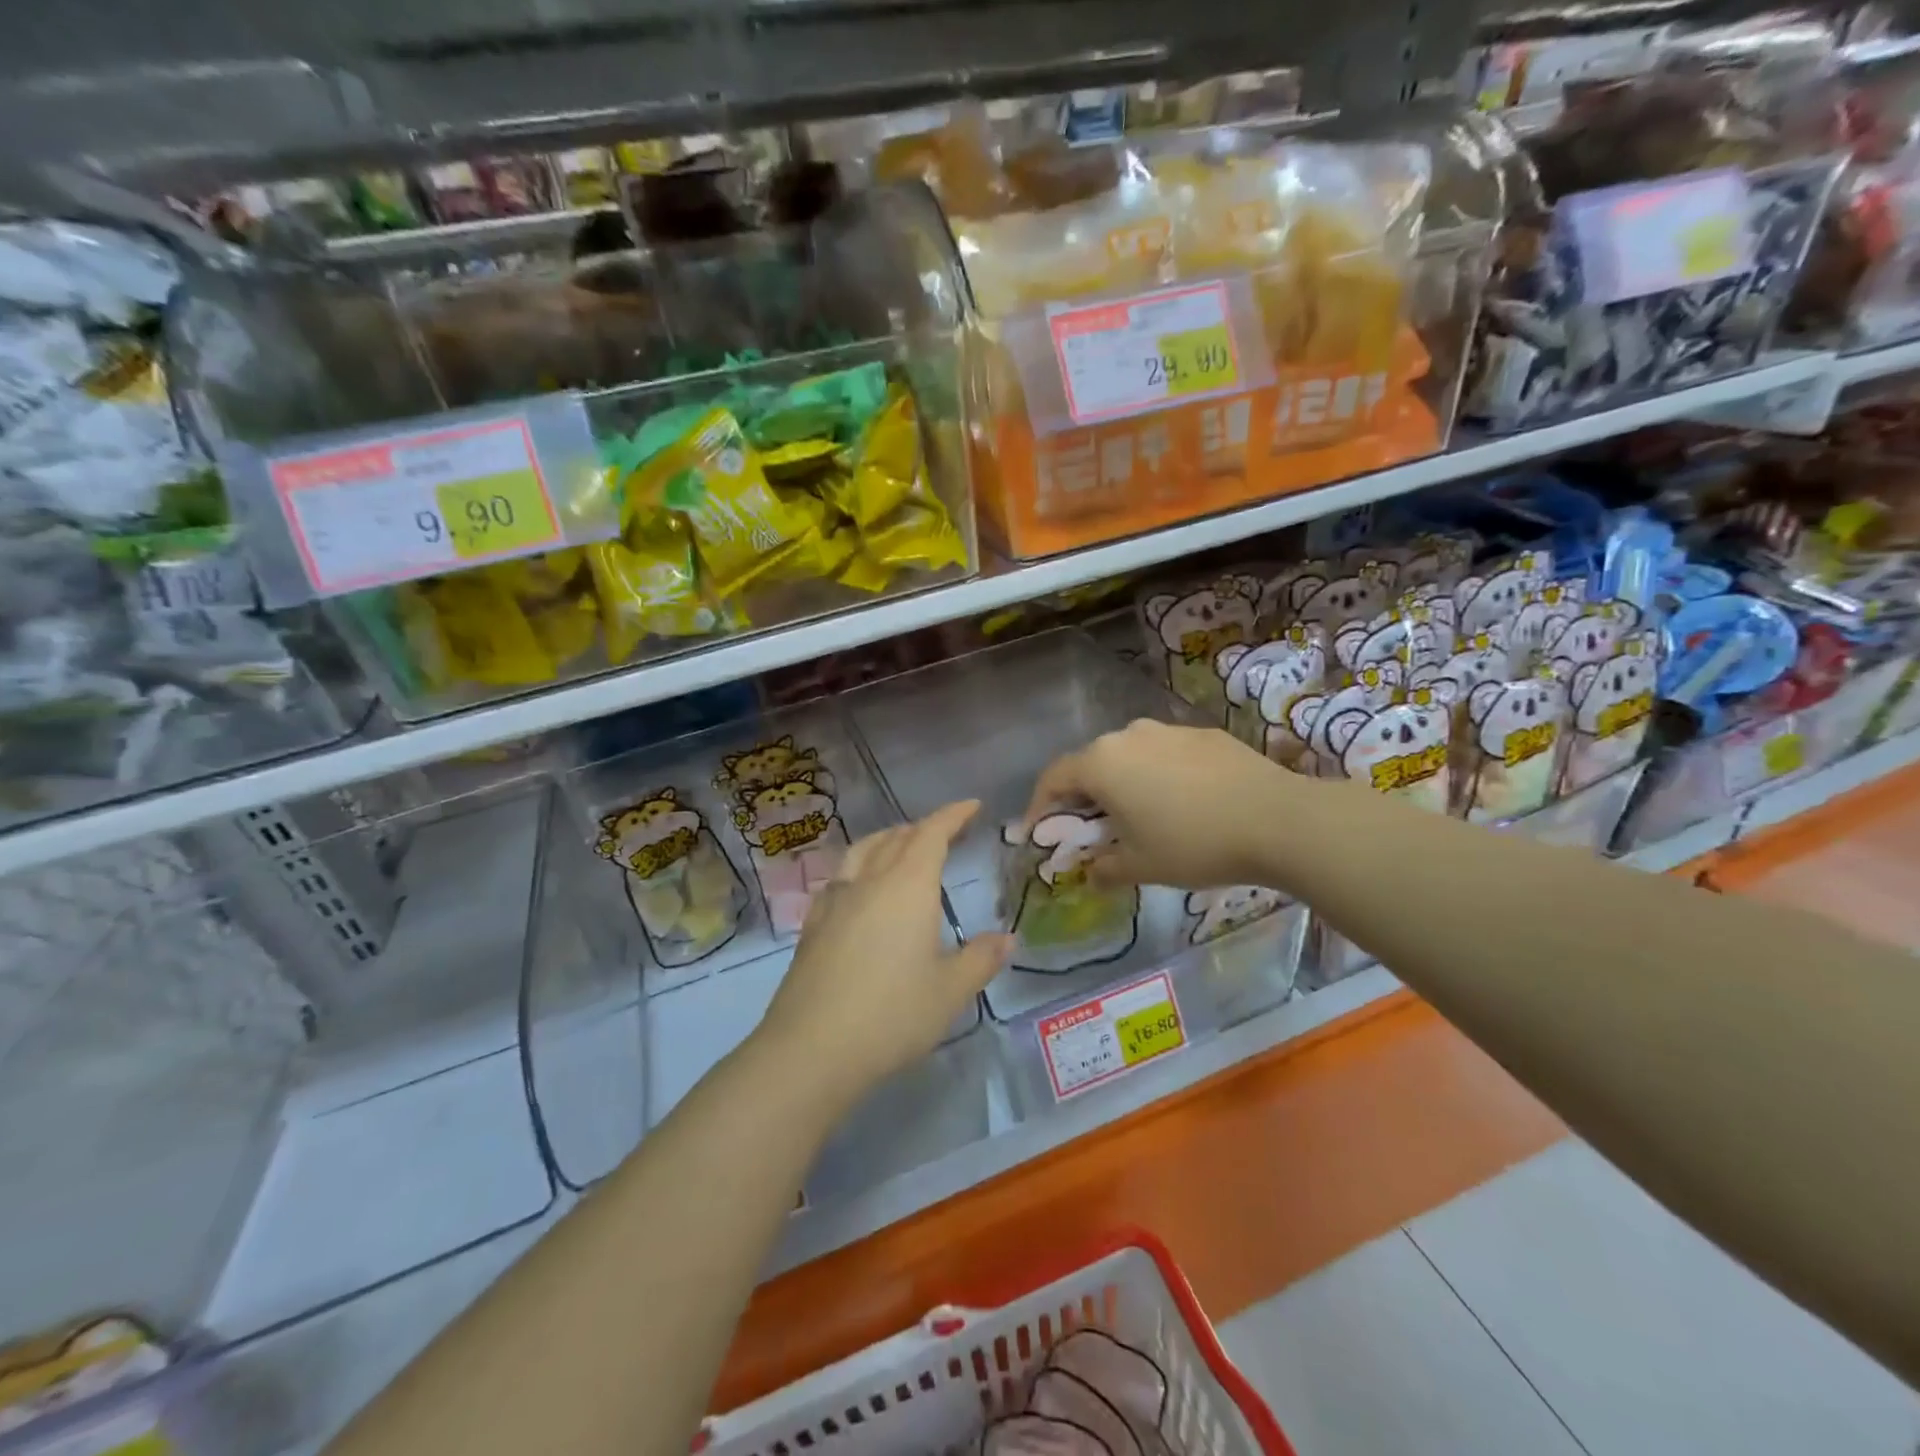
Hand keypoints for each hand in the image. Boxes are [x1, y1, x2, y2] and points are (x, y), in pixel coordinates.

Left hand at [757, 800, 1010, 1110]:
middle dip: (924, 828)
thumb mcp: (950, 991)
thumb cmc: (893, 1014)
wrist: (812, 1048)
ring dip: (887, 840)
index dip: (953, 815)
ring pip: (862, 851)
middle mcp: (869, 881)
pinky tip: (859, 889)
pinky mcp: (813, 924)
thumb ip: (981, 959)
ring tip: (901, 847)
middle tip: (945, 832)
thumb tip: (1007, 938)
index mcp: (908, 886)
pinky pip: (840, 877)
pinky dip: (859, 867)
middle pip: (896, 837)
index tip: (971, 805)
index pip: (932, 834)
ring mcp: (835, 900)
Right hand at [1024, 720, 1297, 889]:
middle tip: (1091, 828)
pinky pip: (1166, 754)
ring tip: (1140, 814)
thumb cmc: (1193, 844)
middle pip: (1091, 764)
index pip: (1053, 778)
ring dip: (1123, 783)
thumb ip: (1104, 869)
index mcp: (1101, 763)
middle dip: (1084, 796)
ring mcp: (1168, 730)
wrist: (1278, 819)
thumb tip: (1091, 874)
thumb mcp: (1140, 866)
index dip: (1040, 806)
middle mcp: (1128, 736)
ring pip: (1130, 756)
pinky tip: (1183, 802)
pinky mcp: (1203, 733)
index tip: (1038, 831)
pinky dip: (1160, 775)